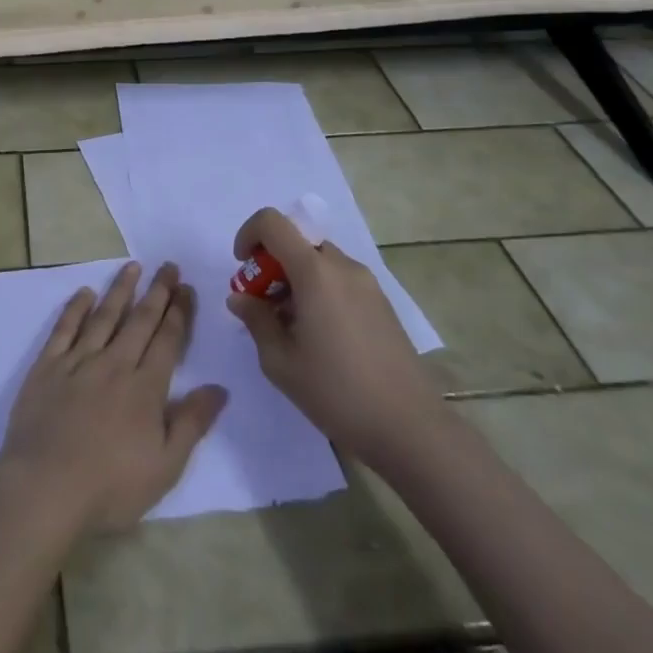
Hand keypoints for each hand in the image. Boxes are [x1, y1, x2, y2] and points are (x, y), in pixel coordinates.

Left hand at [0, 262, 228, 534]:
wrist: (45, 486)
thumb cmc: (110, 486)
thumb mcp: (165, 466)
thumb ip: (192, 423)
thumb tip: (219, 388)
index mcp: (145, 388)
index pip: (167, 340)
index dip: (179, 312)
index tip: (186, 288)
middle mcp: (114, 364)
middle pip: (139, 320)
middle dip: (157, 291)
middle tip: (168, 266)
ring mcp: (78, 361)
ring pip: (104, 316)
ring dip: (120, 290)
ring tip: (133, 267)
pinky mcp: (47, 366)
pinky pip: (64, 328)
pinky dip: (75, 308)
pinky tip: (84, 292)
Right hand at [226, 207, 441, 469]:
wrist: (410, 429)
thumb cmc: (337, 392)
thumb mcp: (280, 361)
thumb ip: (255, 320)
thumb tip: (241, 298)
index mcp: (315, 272)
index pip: (273, 222)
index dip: (248, 235)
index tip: (242, 269)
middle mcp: (343, 267)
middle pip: (297, 242)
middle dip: (271, 264)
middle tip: (262, 305)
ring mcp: (368, 284)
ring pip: (319, 262)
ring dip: (295, 279)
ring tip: (289, 326)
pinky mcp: (382, 304)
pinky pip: (339, 280)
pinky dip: (318, 291)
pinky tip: (318, 336)